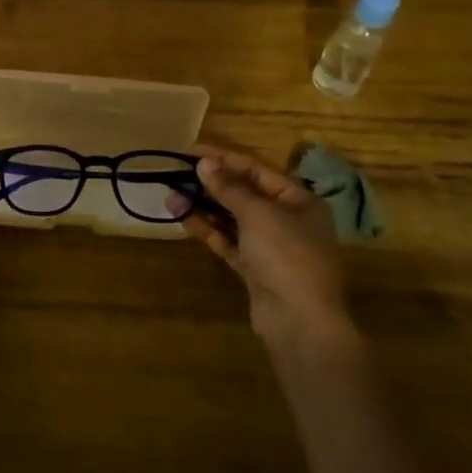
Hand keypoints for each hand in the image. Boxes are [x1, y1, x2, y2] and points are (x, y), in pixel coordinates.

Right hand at [175, 143, 347, 343]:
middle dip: (210, 184)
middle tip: (177, 174)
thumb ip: (229, 188)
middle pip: (244, 194)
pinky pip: (229, 241)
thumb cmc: (286, 255)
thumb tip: (204, 163)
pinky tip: (184, 219)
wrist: (300, 322)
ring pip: (232, 219)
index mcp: (299, 200)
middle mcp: (288, 220)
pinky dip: (208, 230)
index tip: (191, 150)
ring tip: (171, 197)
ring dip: (204, 207)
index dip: (224, 158)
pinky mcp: (255, 269)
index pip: (257, 170)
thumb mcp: (258, 214)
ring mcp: (271, 247)